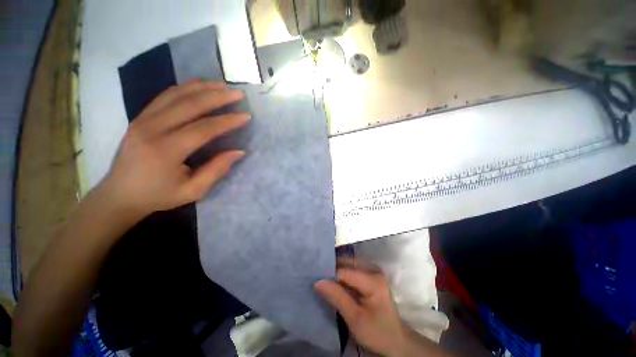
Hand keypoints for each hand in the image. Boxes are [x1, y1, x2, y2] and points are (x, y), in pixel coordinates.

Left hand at [101, 80, 249, 217]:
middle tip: (238, 93)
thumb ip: (217, 170)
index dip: (227, 121)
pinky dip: (185, 88)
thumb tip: (239, 151)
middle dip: (217, 96)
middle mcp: (152, 129)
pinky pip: (165, 96)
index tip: (246, 116)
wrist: (119, 194)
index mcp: (166, 151)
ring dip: (202, 87)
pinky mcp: (140, 117)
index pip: (203, 128)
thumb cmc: (159, 196)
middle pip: (190, 104)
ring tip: (223, 84)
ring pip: (176, 94)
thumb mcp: (193, 190)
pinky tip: (199, 85)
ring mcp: (143, 119)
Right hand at [315, 258, 408, 355]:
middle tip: (316, 276)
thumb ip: (337, 298)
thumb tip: (318, 282)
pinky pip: (352, 269)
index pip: (344, 271)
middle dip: (331, 269)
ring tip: (322, 277)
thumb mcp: (355, 318)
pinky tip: (334, 281)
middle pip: (347, 264)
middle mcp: (373, 269)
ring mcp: (373, 271)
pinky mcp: (370, 275)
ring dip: (335, 270)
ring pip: (348, 264)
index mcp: (373, 280)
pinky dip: (342, 274)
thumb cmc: (377, 332)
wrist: (394, 340)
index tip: (315, 279)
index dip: (329, 274)